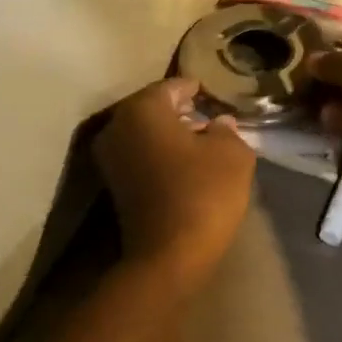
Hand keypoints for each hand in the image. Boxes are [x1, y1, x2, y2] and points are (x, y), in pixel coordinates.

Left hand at [94, 77, 255, 286]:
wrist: (168, 255)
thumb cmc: (202, 192)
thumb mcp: (232, 153)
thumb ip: (227, 129)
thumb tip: (219, 122)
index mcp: (142, 109)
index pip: (172, 86)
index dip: (195, 89)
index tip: (212, 93)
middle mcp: (117, 126)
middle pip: (153, 108)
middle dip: (180, 111)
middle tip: (209, 116)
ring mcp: (109, 158)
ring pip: (144, 133)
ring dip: (170, 134)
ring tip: (202, 141)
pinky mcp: (114, 185)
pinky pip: (140, 156)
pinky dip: (159, 154)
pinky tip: (186, 165)